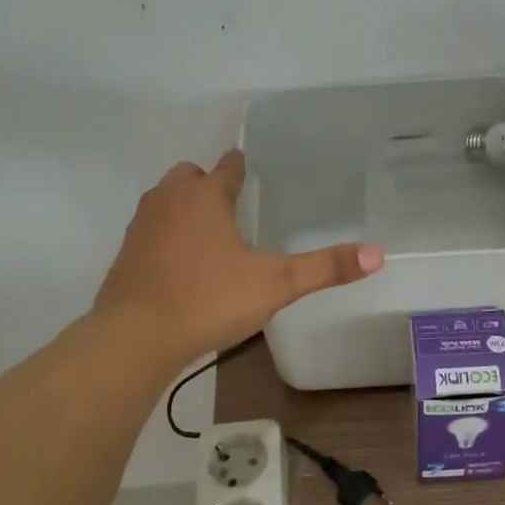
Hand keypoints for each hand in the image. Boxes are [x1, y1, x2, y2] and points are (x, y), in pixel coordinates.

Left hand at [95, 149, 382, 360]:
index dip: (239, 167)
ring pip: (165, 202)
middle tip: (231, 206)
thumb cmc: (209, 299)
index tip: (246, 168)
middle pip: (188, 177)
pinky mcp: (126, 254)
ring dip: (184, 208)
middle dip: (207, 185)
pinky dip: (167, 236)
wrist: (136, 337)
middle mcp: (169, 201)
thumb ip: (325, 268)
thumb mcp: (276, 285)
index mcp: (205, 196)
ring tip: (210, 234)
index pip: (226, 168)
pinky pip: (151, 231)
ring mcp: (142, 226)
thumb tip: (378, 253)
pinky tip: (182, 264)